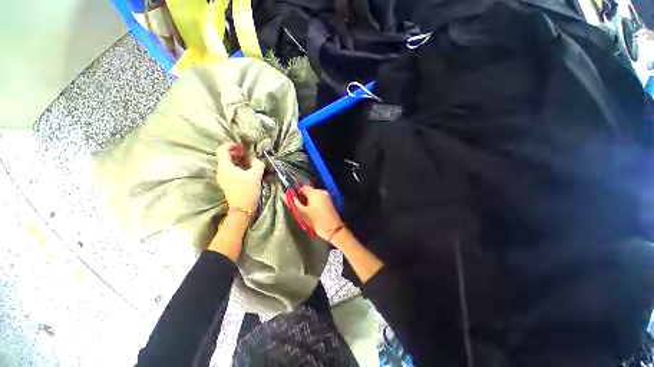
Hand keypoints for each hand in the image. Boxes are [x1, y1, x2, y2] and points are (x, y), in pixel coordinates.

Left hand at [215, 142, 264, 211]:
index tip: (241, 145)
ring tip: (248, 160)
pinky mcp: (226, 183)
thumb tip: (255, 159)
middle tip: (246, 152)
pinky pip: (229, 170)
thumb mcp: (256, 174)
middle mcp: (220, 171)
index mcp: (225, 166)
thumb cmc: (247, 189)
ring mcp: (222, 178)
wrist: (242, 208)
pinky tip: (246, 169)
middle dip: (235, 152)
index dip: (230, 145)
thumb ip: (257, 163)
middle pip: (224, 156)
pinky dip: (236, 166)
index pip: (222, 149)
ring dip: (236, 160)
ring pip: (227, 164)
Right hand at [289, 186, 343, 240]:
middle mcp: (321, 191)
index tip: (295, 202)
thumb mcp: (303, 212)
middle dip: (304, 197)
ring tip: (307, 210)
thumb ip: (293, 203)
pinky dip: (315, 202)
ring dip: (309, 200)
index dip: (297, 194)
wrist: (333, 229)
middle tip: (301, 208)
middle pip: (309, 191)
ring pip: (314, 195)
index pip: (303, 187)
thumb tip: (284, 195)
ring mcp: (327, 196)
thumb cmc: (316, 221)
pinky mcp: (329, 201)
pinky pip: (319, 198)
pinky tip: (314, 210)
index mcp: (314, 192)